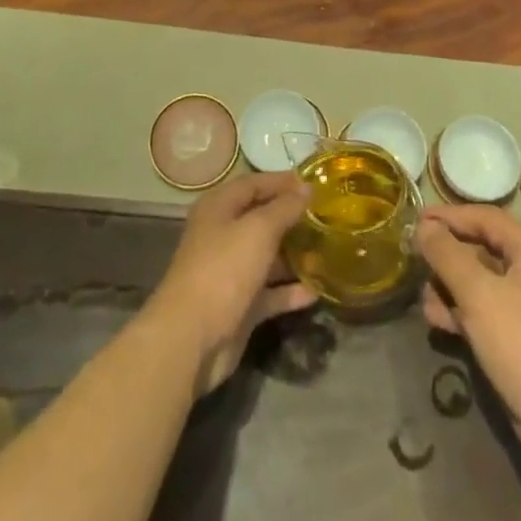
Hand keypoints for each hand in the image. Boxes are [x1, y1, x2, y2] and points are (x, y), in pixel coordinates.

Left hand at [146, 171, 317, 394]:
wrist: (192, 338)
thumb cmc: (224, 269)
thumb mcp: (258, 230)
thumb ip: (285, 208)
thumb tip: (306, 187)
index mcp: (219, 208)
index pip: (253, 184)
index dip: (282, 181)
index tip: (315, 184)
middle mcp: (223, 235)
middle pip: (262, 219)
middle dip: (292, 218)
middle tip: (326, 217)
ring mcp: (231, 272)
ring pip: (268, 257)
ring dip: (295, 255)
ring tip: (328, 250)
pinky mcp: (240, 305)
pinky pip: (270, 292)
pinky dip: (290, 291)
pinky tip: (317, 291)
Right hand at [416, 205, 520, 467]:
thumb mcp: (478, 294)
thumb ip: (446, 255)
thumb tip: (423, 228)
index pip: (483, 217)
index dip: (447, 216)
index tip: (414, 220)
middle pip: (481, 247)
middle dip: (446, 255)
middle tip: (414, 258)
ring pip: (480, 281)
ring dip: (450, 286)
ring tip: (423, 299)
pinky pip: (486, 309)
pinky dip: (462, 310)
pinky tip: (438, 321)